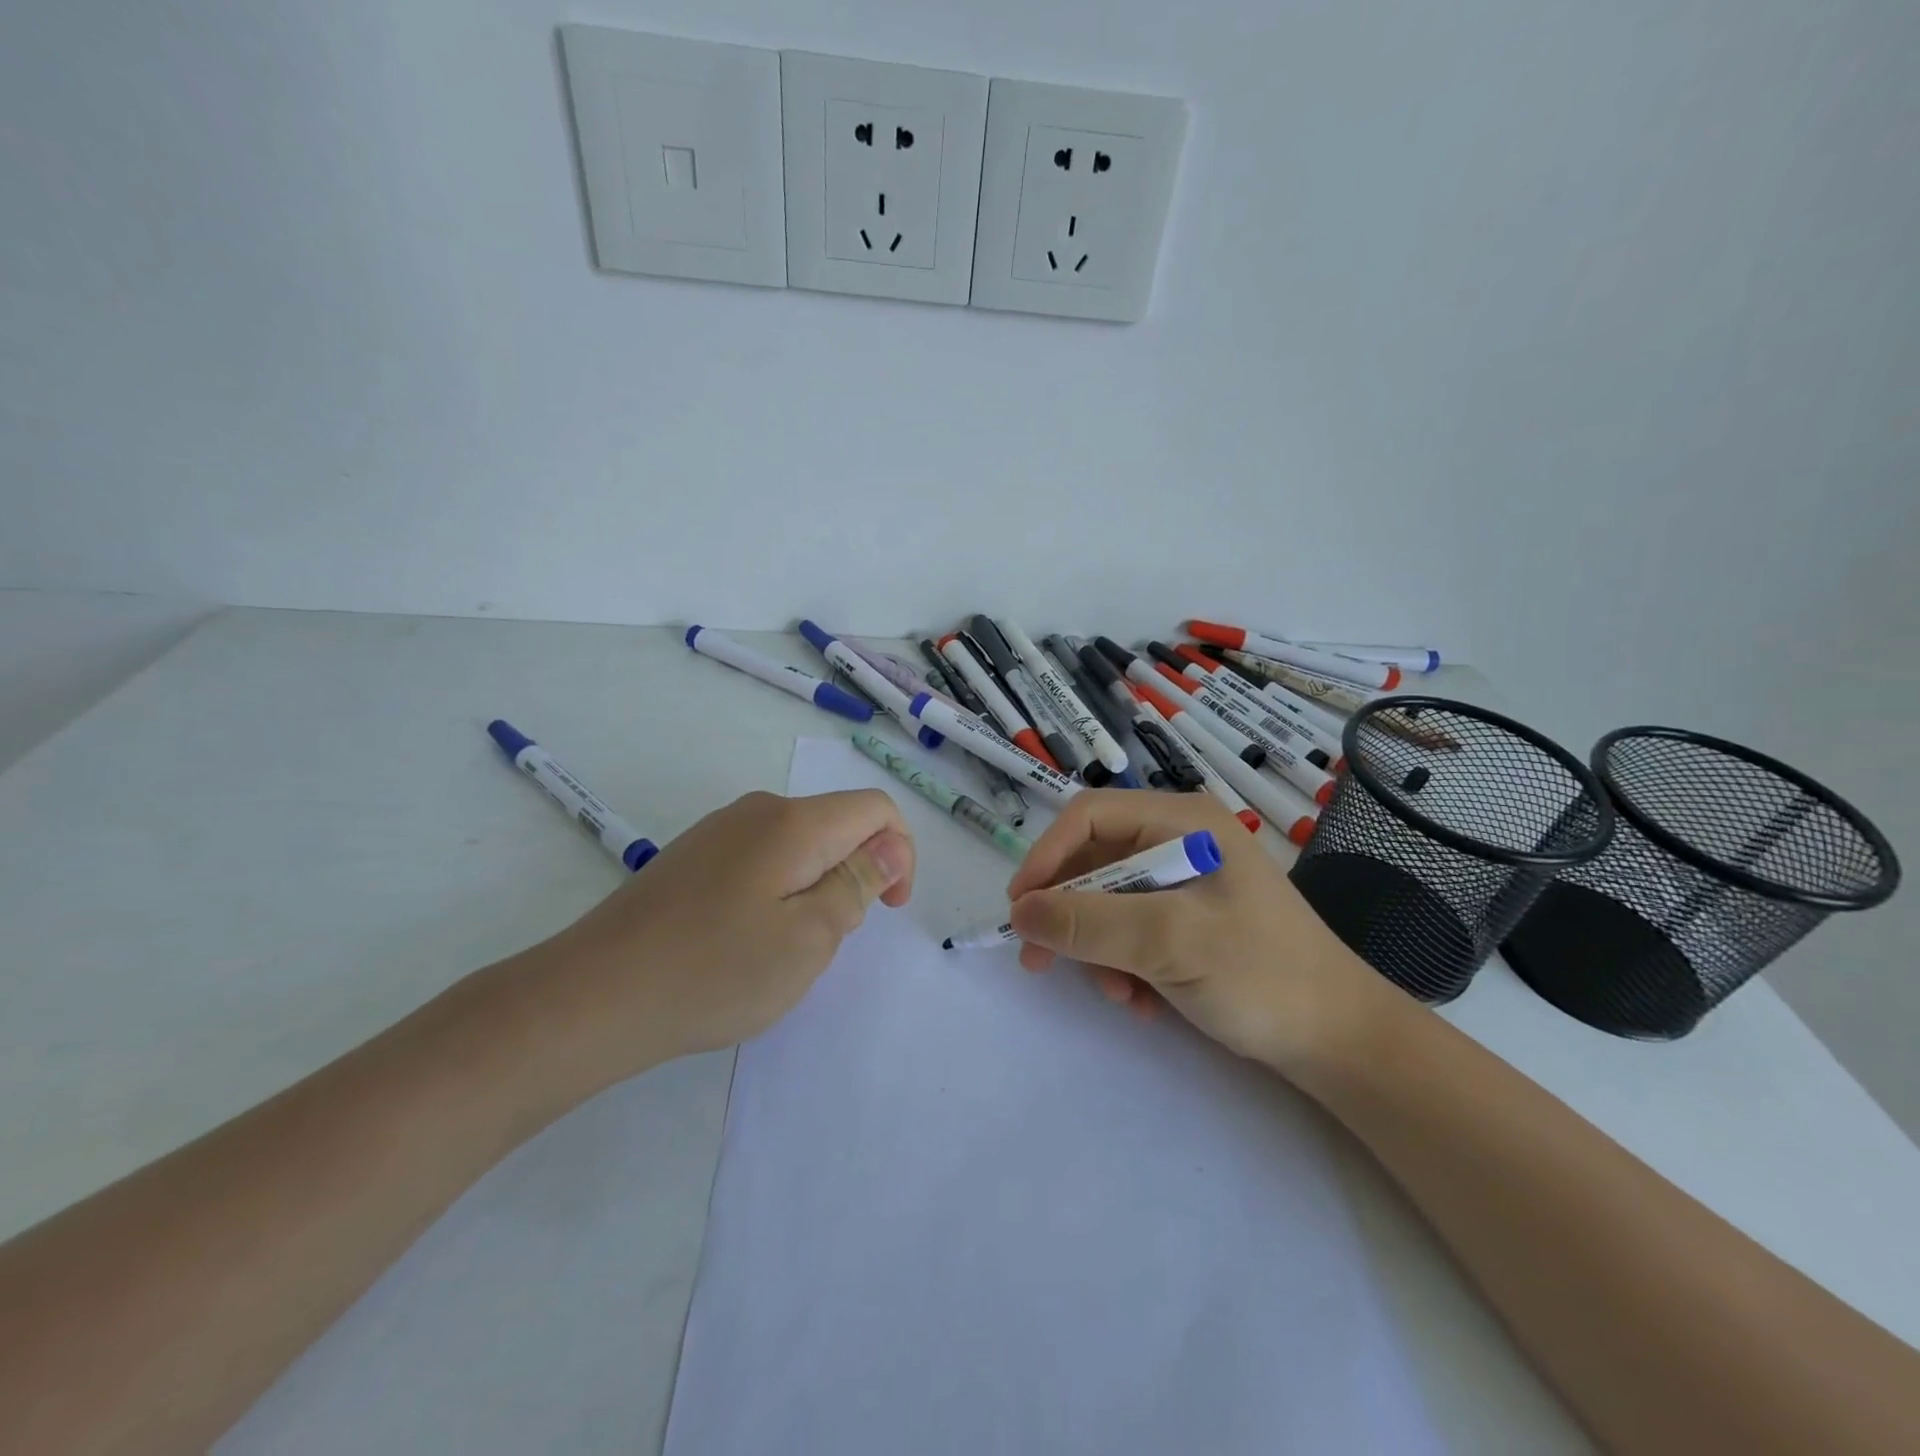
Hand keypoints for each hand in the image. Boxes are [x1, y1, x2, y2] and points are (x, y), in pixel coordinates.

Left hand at [518, 789, 914, 1085]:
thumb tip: (891, 846)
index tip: (888, 910)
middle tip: (825, 942)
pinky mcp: (693, 856)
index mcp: (795, 823)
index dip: (900, 853)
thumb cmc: (714, 971)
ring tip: (782, 948)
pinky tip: (742, 941)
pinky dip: (778, 892)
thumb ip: (858, 884)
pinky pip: (761, 860)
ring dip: (815, 888)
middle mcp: (759, 810)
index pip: (876, 809)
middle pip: (837, 825)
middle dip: (854, 876)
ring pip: (799, 845)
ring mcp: (719, 831)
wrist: (592, 996)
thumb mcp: (809, 938)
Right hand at [1006, 790, 1391, 1074]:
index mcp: (1182, 822)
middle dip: (1070, 914)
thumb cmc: (1262, 974)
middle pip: (1094, 861)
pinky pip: (1130, 930)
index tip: (1020, 908)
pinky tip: (1143, 1001)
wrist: (1340, 1041)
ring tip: (1119, 994)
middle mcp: (1180, 841)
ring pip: (1107, 902)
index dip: (1047, 855)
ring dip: (1098, 949)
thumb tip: (1018, 912)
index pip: (1089, 816)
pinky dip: (1123, 964)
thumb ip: (1090, 922)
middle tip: (1040, 961)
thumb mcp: (1170, 942)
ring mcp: (1185, 882)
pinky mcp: (1188, 920)